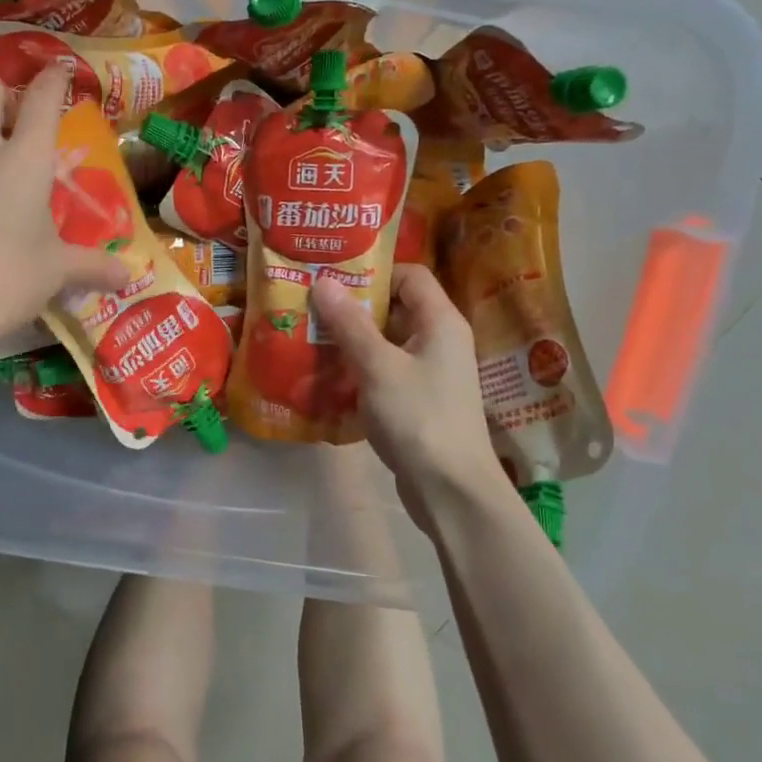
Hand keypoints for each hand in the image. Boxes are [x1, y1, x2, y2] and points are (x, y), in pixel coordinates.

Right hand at [310, 265, 506, 534]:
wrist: (450, 489)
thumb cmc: (418, 417)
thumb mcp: (377, 366)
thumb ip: (349, 323)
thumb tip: (323, 281)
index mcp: (440, 321)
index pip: (409, 275)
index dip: (372, 273)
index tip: (332, 279)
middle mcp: (440, 340)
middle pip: (396, 308)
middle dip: (353, 308)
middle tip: (311, 308)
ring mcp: (431, 372)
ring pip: (387, 342)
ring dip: (352, 340)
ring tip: (311, 339)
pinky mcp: (419, 400)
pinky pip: (386, 370)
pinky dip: (360, 369)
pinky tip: (328, 377)